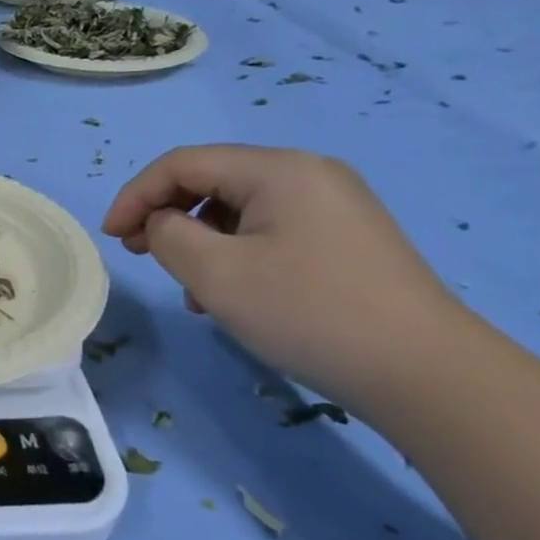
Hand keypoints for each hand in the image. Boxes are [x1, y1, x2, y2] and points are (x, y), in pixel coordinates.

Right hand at [102, 145, 470, 406]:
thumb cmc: (309, 313)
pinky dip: (236, 254)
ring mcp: (335, 207)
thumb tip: (162, 224)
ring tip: (187, 287)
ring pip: (240, 210)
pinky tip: (231, 294)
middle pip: (213, 181)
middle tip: (138, 253)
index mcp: (278, 169)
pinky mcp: (348, 240)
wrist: (428, 375)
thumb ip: (167, 235)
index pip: (183, 164)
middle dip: (166, 215)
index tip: (111, 236)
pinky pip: (271, 231)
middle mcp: (309, 174)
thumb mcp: (216, 274)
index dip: (136, 195)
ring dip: (199, 240)